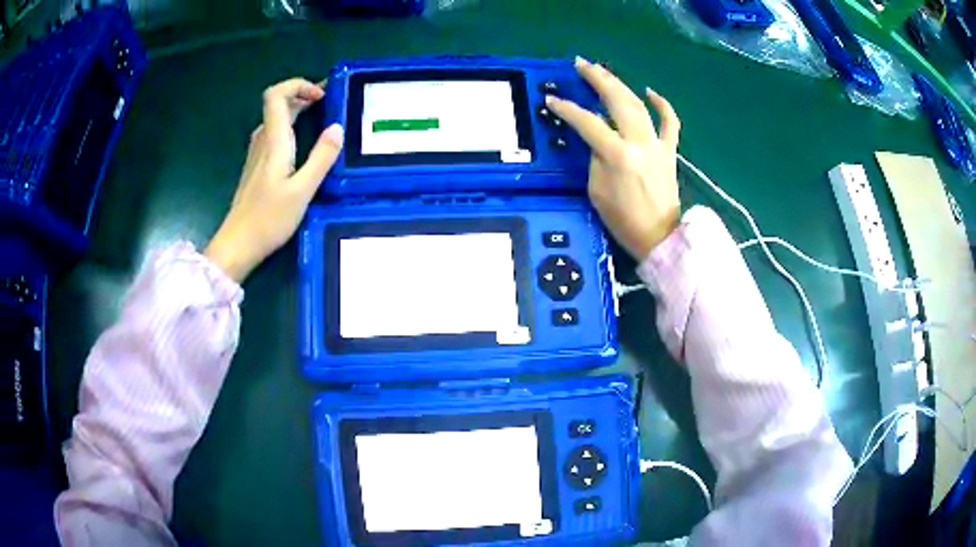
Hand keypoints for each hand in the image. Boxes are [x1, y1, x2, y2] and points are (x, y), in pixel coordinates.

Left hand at [205, 79, 342, 281]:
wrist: (237, 245)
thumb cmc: (268, 220)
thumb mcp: (302, 191)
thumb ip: (321, 158)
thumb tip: (337, 128)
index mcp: (273, 141)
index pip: (276, 95)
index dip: (297, 85)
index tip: (321, 95)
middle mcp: (262, 141)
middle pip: (277, 103)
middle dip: (303, 94)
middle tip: (330, 100)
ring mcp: (257, 154)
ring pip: (276, 119)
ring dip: (297, 109)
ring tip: (322, 115)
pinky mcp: (257, 166)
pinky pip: (274, 134)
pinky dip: (291, 126)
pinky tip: (305, 141)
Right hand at [547, 57, 680, 259]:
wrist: (660, 236)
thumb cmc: (624, 220)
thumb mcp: (596, 190)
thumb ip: (595, 159)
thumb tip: (598, 140)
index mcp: (618, 155)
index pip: (587, 123)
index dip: (567, 109)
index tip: (552, 100)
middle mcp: (639, 142)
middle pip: (617, 101)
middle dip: (598, 79)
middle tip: (581, 64)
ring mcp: (658, 144)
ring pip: (639, 104)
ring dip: (621, 84)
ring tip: (604, 71)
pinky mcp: (670, 150)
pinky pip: (670, 122)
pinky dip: (662, 105)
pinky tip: (650, 91)